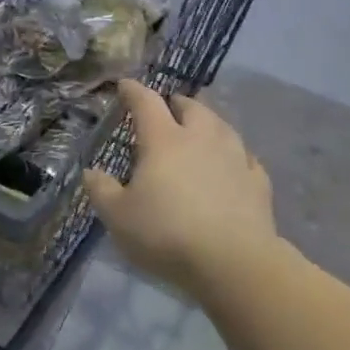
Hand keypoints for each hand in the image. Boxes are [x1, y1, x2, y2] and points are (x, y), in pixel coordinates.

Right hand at [85, 80, 277, 299]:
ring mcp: (234, 158)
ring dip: (209, 122)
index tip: (125, 85)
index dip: (133, 91)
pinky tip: (235, 162)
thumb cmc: (167, 233)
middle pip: (191, 107)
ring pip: (222, 126)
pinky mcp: (258, 183)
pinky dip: (236, 154)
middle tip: (169, 106)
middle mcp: (200, 138)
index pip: (146, 102)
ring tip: (202, 128)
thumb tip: (91, 172)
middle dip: (177, 103)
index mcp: (163, 140)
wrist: (234, 264)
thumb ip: (101, 190)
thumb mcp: (118, 216)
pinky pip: (246, 158)